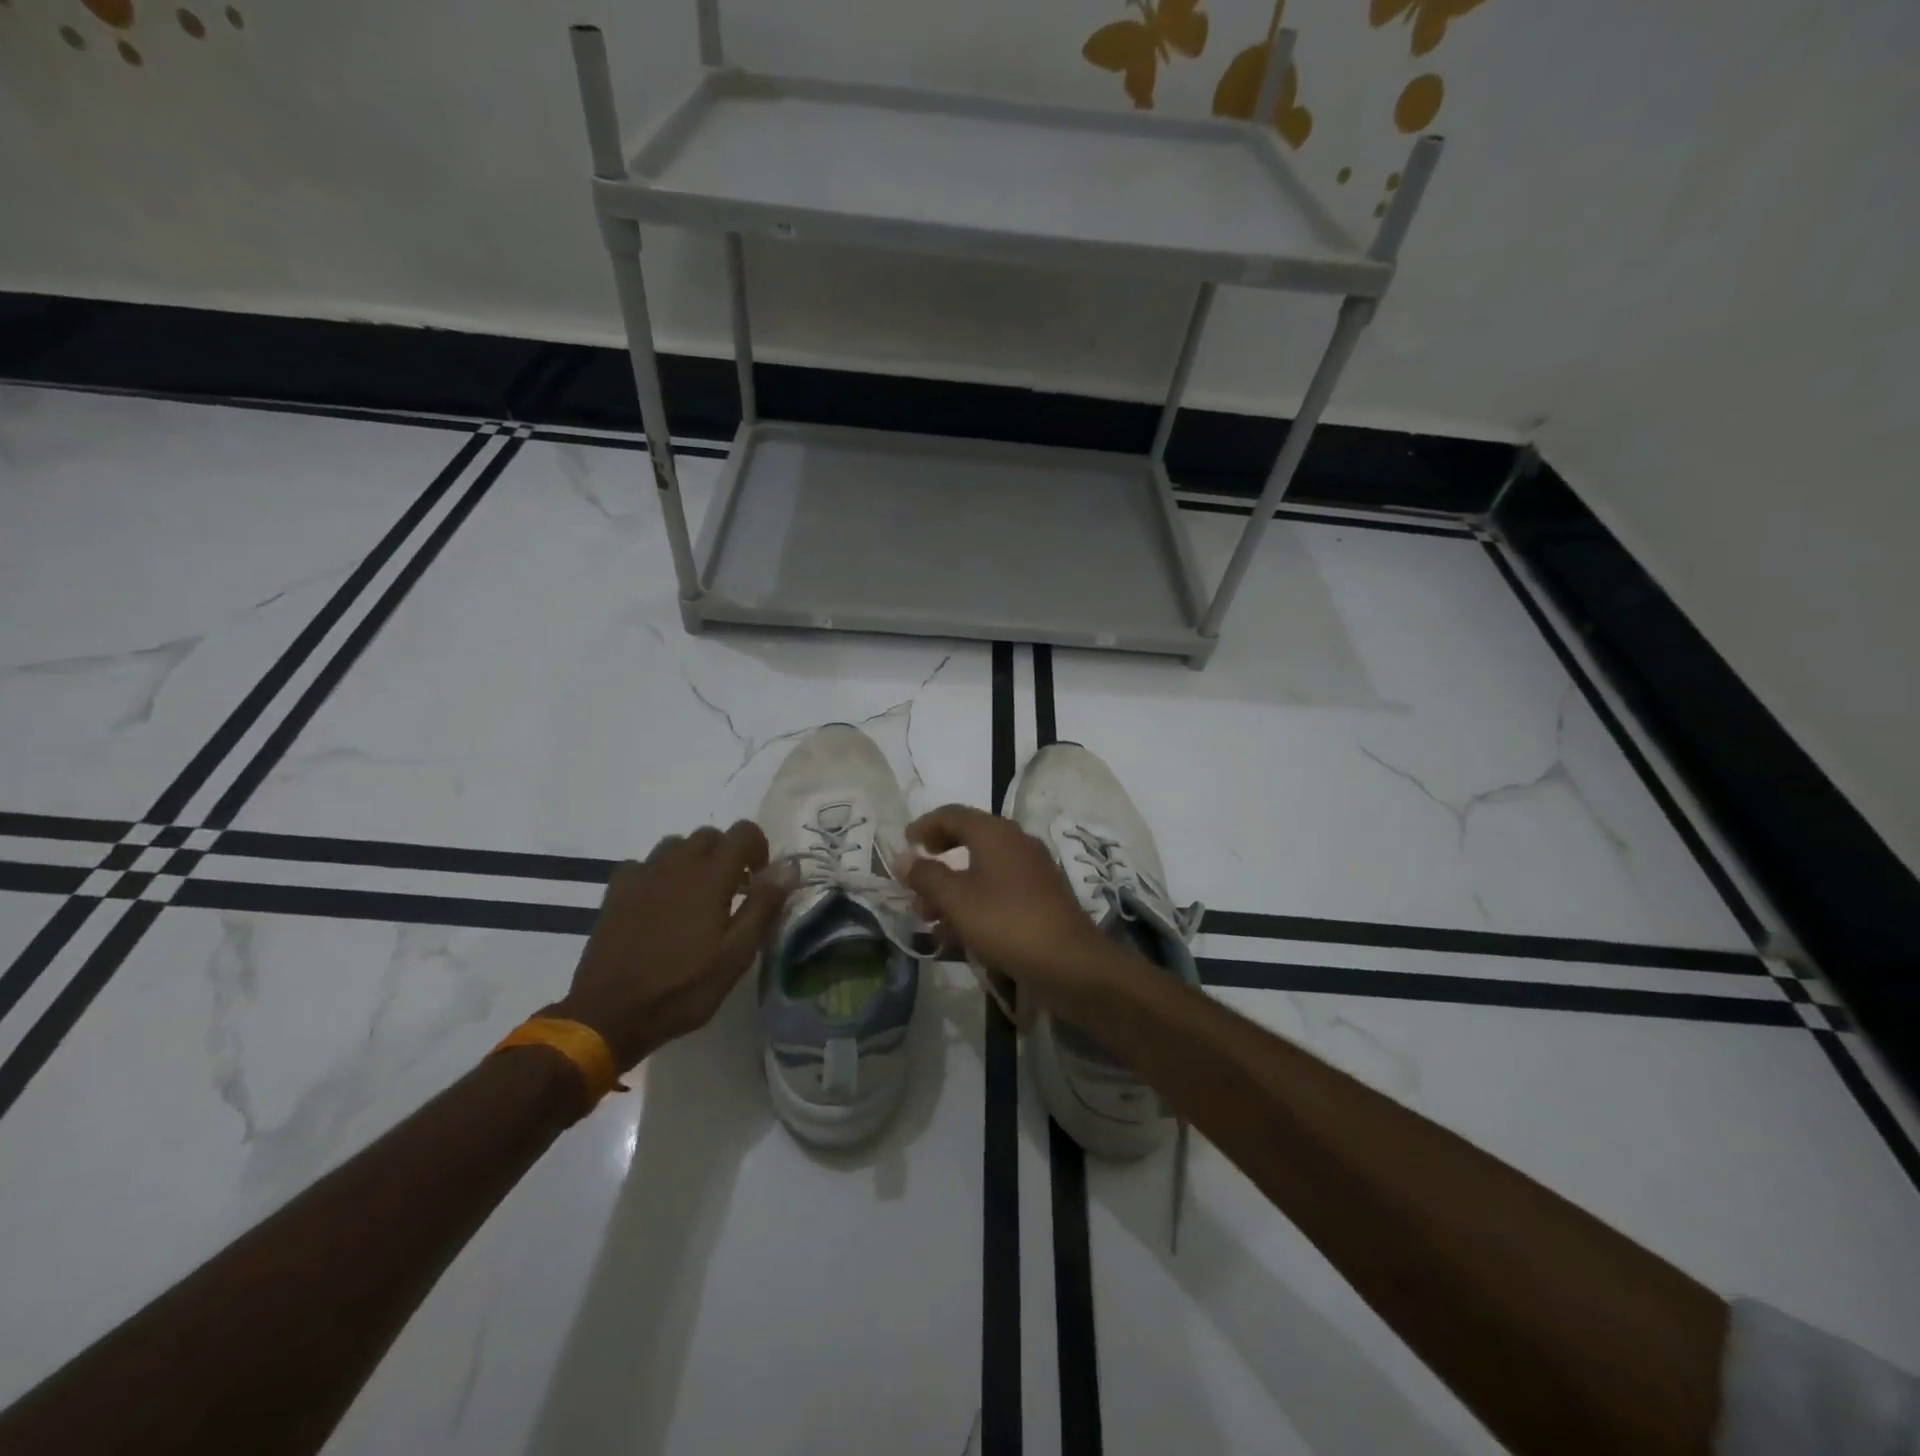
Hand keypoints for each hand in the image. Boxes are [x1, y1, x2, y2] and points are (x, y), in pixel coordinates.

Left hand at [550, 823, 786, 1069]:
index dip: (759, 848)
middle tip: (732, 893)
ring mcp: (643, 875)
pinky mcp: (617, 891)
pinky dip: (659, 875)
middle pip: (710, 835)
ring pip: (676, 846)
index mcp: (710, 877)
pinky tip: (659, 905)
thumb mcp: (735, 956)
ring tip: (696, 898)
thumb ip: (763, 906)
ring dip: (693, 861)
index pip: (744, 832)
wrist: (608, 1015)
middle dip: (727, 855)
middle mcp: (676, 864)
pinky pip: (645, 865)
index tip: (758, 881)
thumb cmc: (682, 988)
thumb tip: (788, 867)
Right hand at [901, 805, 1123, 1009]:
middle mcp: (1016, 843)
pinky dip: (974, 904)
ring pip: (982, 870)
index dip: (924, 826)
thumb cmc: (1006, 921)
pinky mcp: (1040, 898)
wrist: (1068, 962)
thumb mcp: (956, 899)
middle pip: (967, 840)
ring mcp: (1032, 870)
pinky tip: (958, 936)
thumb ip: (926, 875)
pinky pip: (998, 891)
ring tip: (929, 920)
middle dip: (937, 862)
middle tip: (915, 883)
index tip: (904, 846)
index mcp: (995, 833)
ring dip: (952, 889)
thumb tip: (904, 859)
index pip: (952, 814)